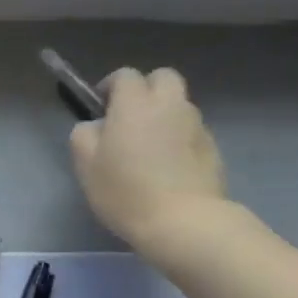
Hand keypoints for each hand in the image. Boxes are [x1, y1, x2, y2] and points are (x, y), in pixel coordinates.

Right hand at [69, 68, 227, 251]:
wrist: (183, 222)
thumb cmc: (125, 191)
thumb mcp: (85, 164)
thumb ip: (85, 134)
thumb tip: (96, 126)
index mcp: (135, 104)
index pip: (125, 75)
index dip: (111, 86)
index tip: (101, 108)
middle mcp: (169, 105)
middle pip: (163, 77)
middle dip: (146, 88)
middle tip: (130, 116)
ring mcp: (196, 126)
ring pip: (180, 104)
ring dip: (164, 113)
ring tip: (150, 144)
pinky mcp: (212, 148)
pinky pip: (191, 130)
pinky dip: (179, 137)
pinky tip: (169, 166)